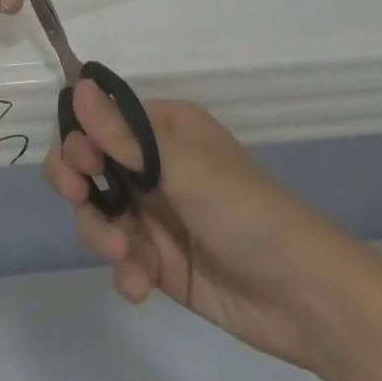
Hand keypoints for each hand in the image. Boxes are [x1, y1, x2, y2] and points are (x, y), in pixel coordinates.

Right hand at [45, 85, 350, 375]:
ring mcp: (155, 215)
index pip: (101, 121)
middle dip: (78, 185)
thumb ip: (123, 135)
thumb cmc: (244, 211)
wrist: (303, 296)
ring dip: (100, 234)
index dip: (80, 140)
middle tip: (80, 198)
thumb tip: (78, 84)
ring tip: (125, 257)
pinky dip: (124, 271)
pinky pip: (121, 258)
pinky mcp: (159, 262)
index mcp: (163, 130)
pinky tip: (141, 285)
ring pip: (98, 213)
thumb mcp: (183, 167)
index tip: (82, 166)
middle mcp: (154, 166)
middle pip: (89, 166)